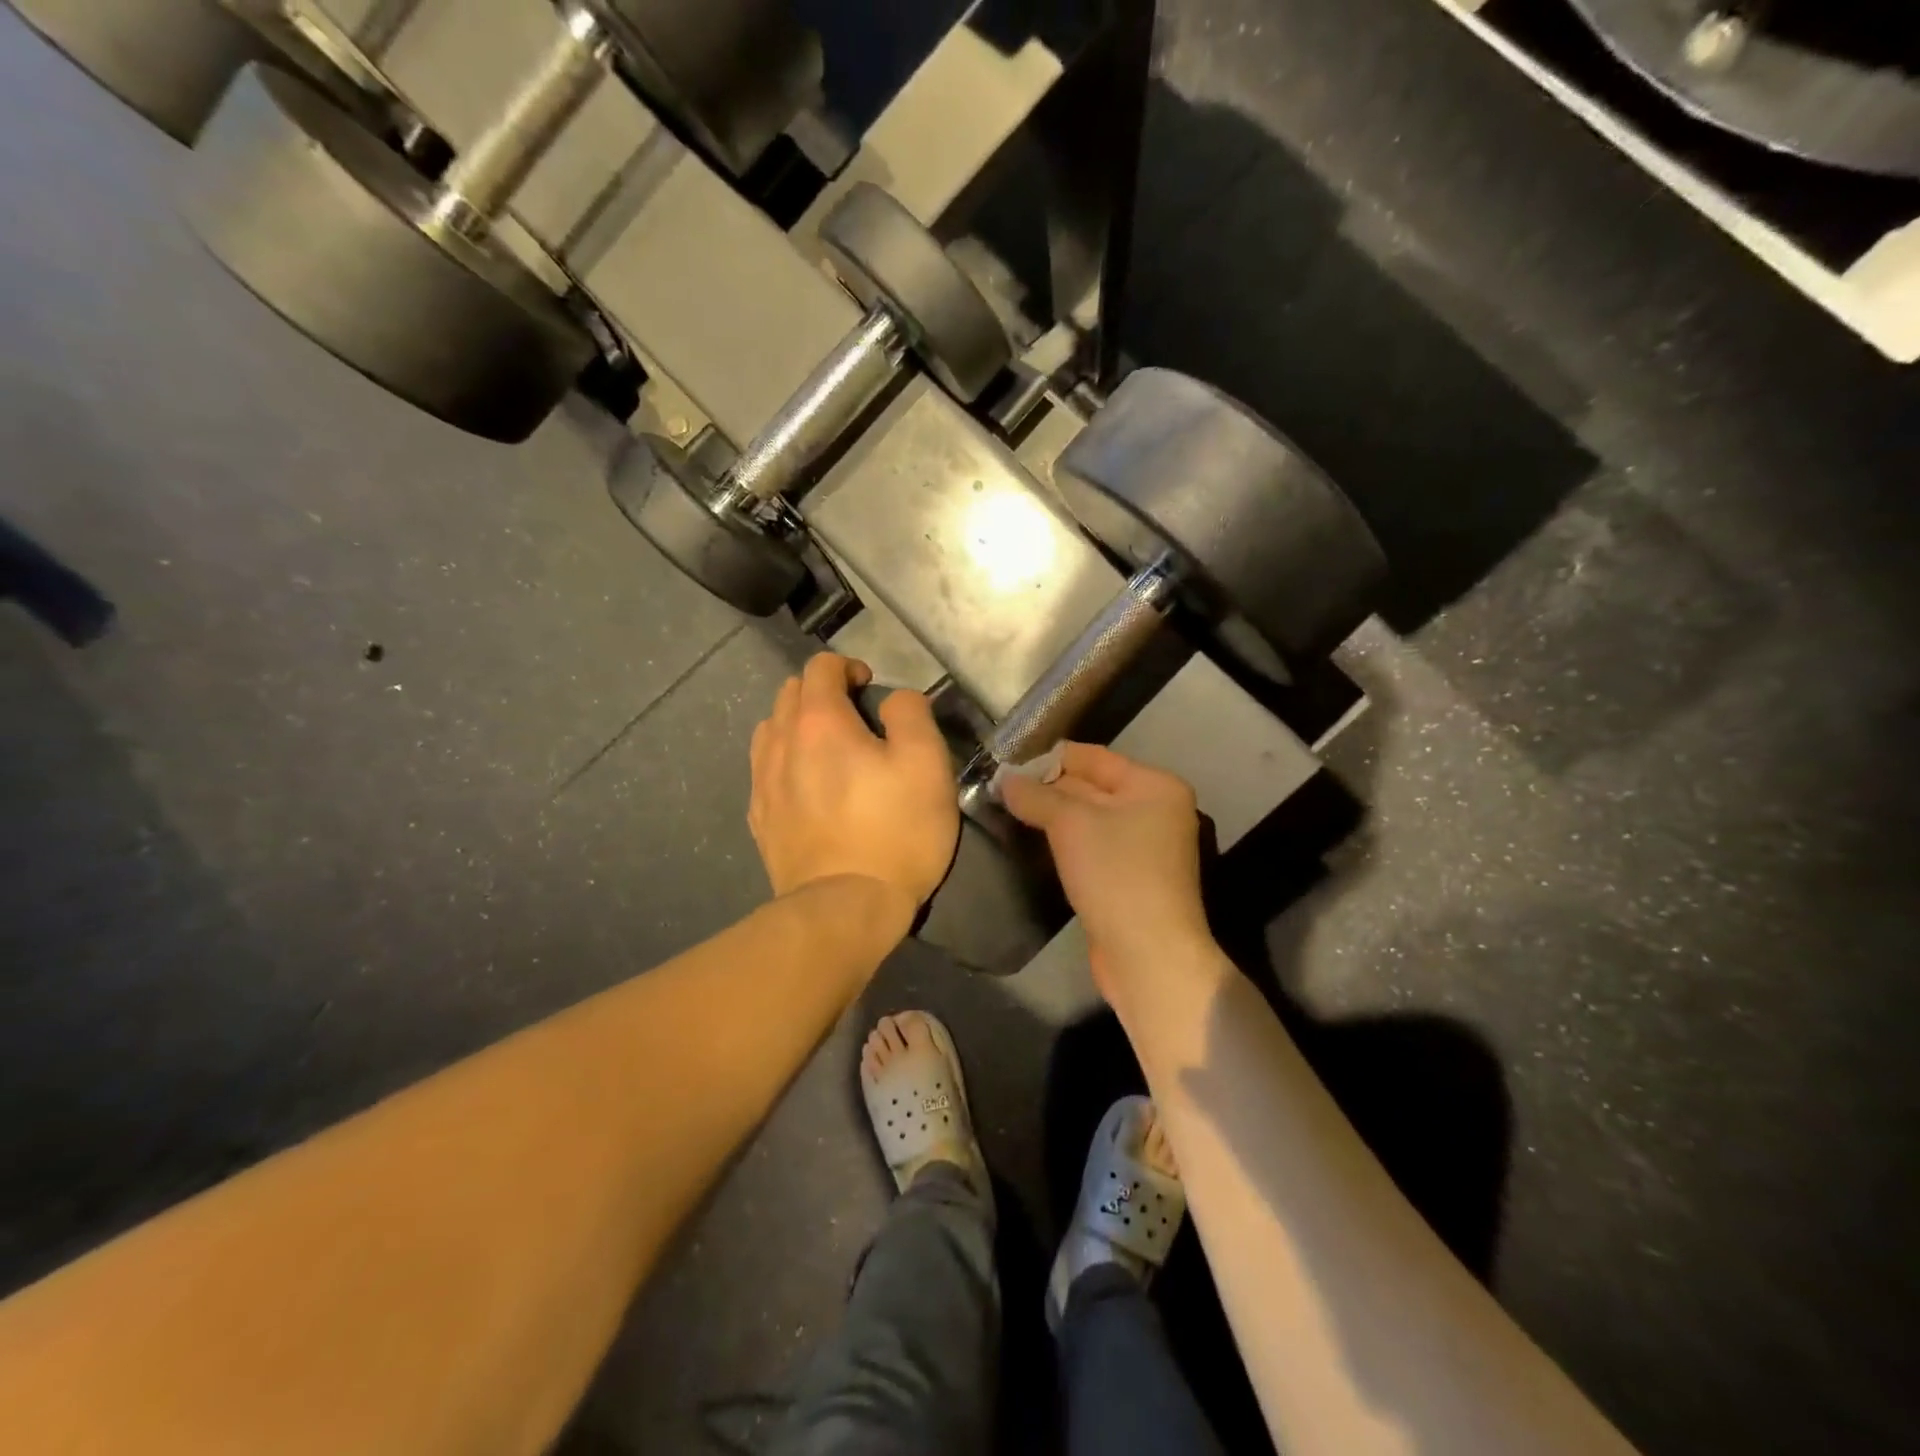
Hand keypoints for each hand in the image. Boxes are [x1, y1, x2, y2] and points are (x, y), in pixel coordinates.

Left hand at [749, 654, 958, 924]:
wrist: (845, 909)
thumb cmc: (895, 832)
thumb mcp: (927, 764)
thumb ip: (911, 714)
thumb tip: (892, 699)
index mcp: (819, 722)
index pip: (821, 668)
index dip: (848, 667)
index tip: (870, 686)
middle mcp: (780, 743)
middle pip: (790, 693)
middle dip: (821, 692)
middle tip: (854, 716)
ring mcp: (763, 783)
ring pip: (770, 730)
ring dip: (797, 725)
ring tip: (827, 749)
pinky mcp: (760, 819)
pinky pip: (764, 770)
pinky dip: (784, 761)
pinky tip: (806, 785)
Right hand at [999, 743, 1211, 998]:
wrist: (1148, 955)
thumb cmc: (1116, 874)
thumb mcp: (1070, 824)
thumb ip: (1036, 796)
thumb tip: (1005, 780)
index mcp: (1154, 786)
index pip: (1094, 757)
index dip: (1049, 757)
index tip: (1007, 760)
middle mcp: (1155, 810)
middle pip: (1091, 786)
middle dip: (1047, 787)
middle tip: (999, 786)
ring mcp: (1144, 846)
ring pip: (1088, 819)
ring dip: (1052, 816)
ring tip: (1007, 809)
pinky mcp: (1129, 877)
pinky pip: (1091, 846)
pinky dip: (1064, 842)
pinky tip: (1033, 841)